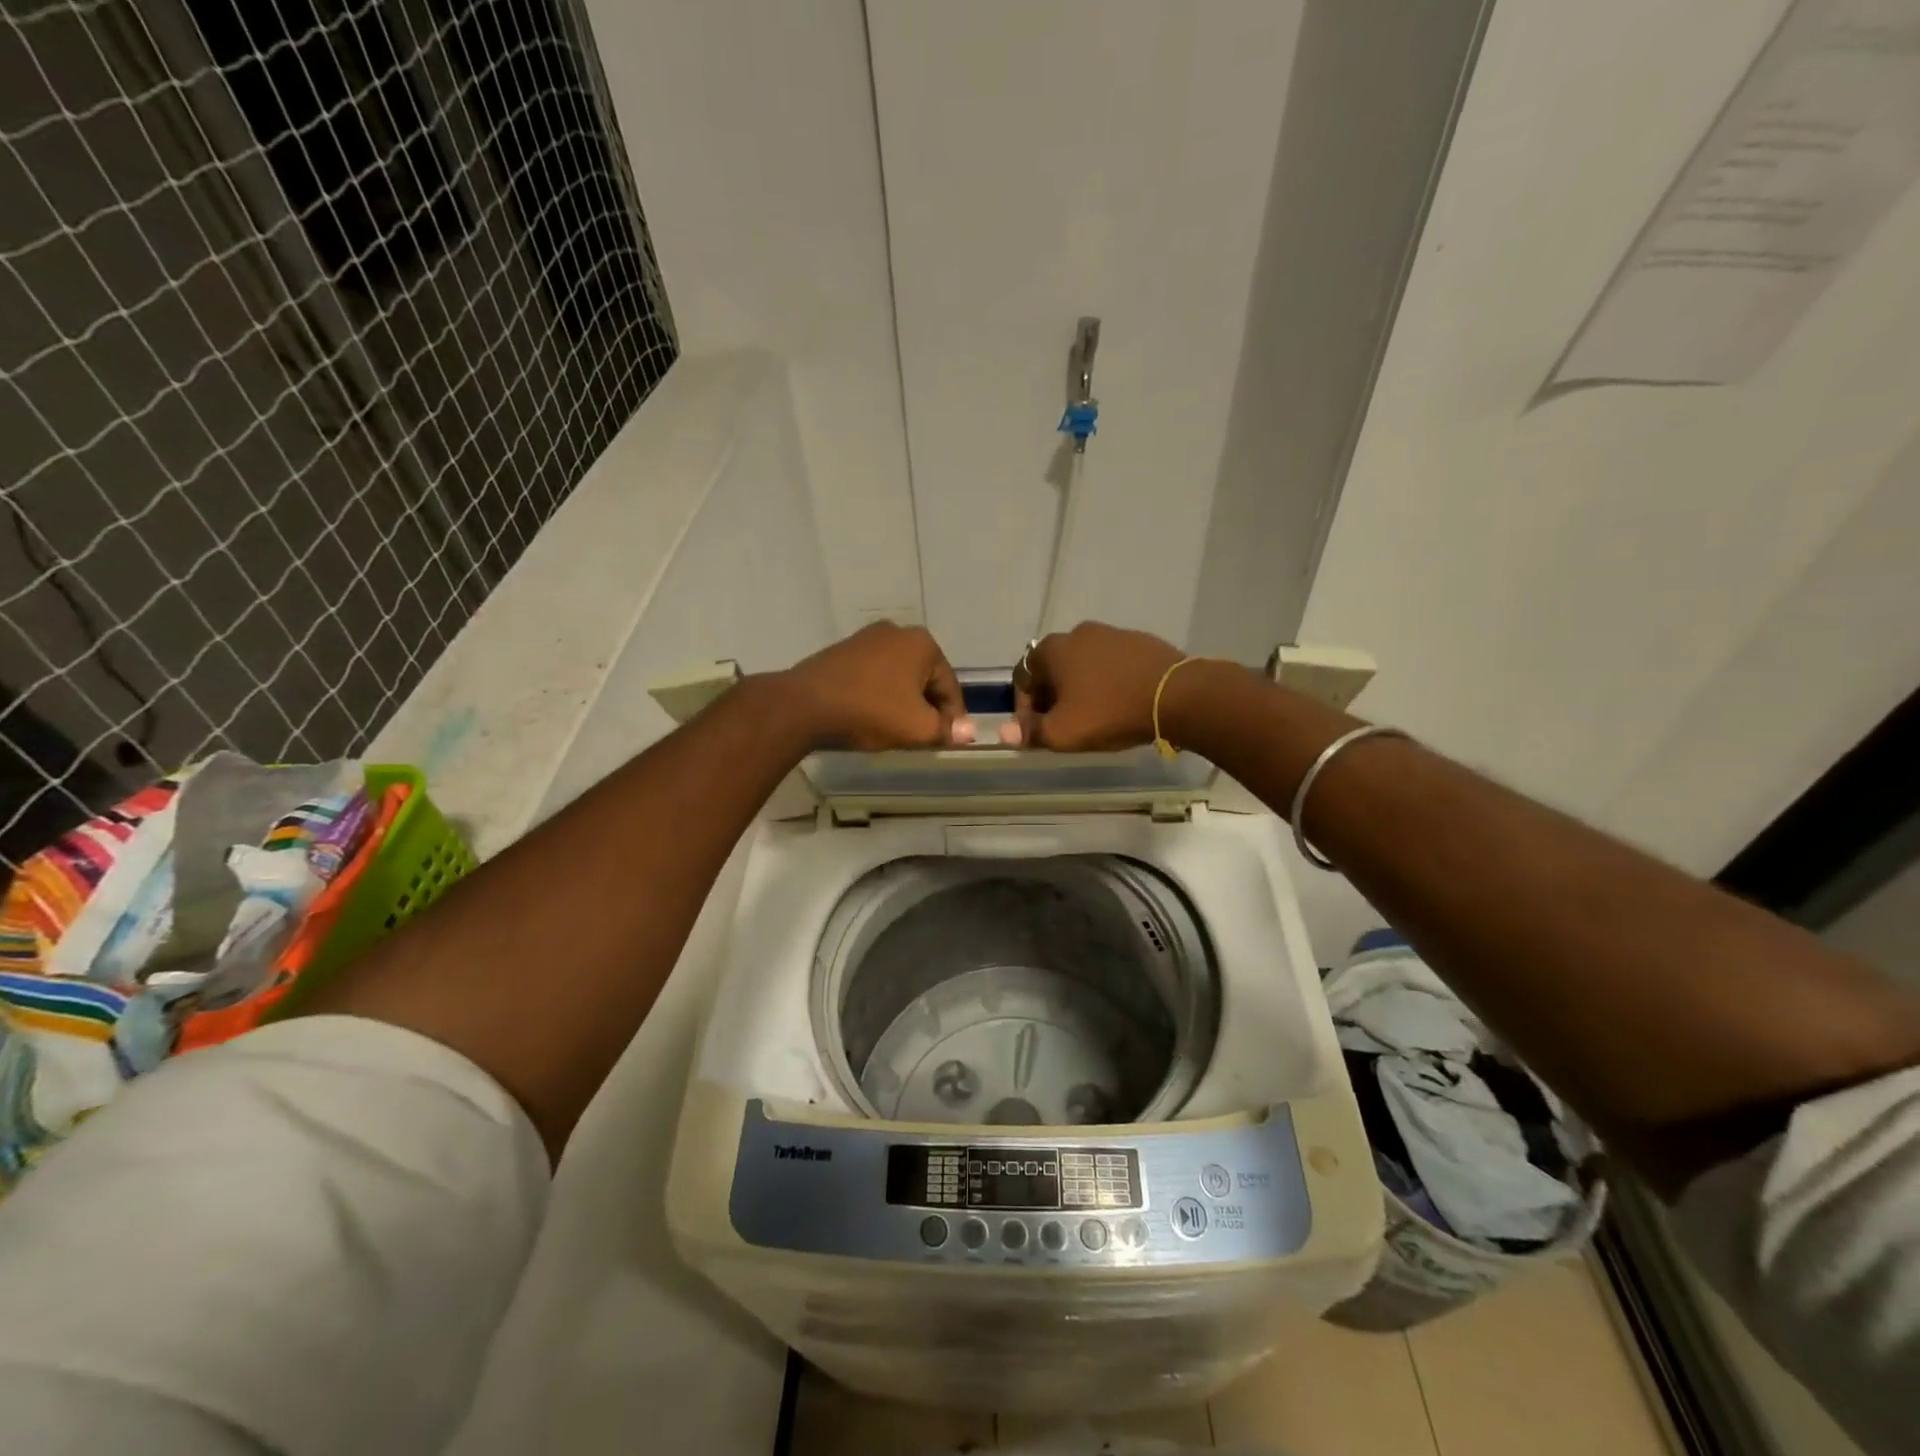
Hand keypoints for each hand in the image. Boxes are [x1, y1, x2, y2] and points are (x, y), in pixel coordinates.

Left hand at [781, 622, 974, 751]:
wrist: (805, 705)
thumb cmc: (870, 712)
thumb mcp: (917, 728)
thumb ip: (947, 730)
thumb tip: (968, 732)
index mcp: (923, 644)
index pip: (950, 687)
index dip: (953, 719)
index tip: (948, 743)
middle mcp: (897, 632)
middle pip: (924, 679)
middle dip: (927, 708)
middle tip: (923, 739)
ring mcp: (866, 638)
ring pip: (899, 677)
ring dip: (903, 702)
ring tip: (896, 730)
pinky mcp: (843, 650)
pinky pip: (873, 676)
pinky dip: (879, 695)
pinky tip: (871, 716)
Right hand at [1002, 622, 1184, 750]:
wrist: (1176, 695)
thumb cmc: (1109, 712)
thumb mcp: (1063, 732)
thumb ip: (1030, 732)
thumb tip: (1004, 732)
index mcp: (1053, 650)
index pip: (1022, 677)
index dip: (1023, 707)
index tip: (1036, 730)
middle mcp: (1078, 633)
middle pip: (1053, 669)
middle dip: (1052, 696)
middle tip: (1063, 724)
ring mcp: (1111, 633)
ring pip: (1083, 664)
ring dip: (1080, 687)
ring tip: (1093, 715)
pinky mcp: (1139, 641)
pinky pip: (1111, 663)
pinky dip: (1107, 681)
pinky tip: (1119, 702)